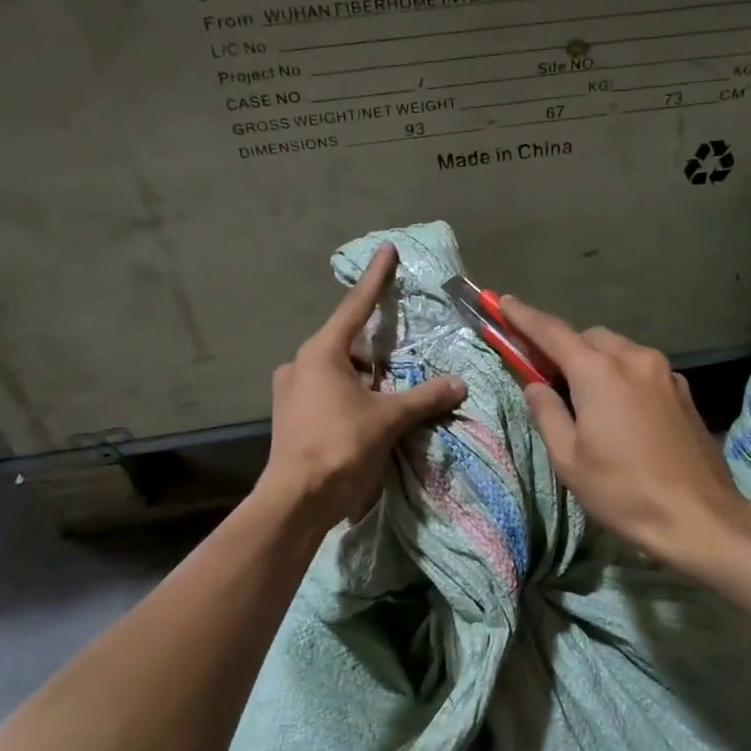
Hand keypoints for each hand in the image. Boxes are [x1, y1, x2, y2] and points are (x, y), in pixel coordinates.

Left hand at [258, 244, 467, 530]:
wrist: (296, 500)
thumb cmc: (339, 447)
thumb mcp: (388, 419)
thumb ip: (425, 397)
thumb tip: (459, 383)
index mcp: (321, 353)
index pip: (356, 307)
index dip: (376, 278)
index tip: (386, 250)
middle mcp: (300, 364)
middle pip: (348, 344)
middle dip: (376, 350)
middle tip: (402, 361)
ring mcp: (291, 391)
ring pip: (337, 371)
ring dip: (365, 378)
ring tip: (392, 395)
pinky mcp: (291, 416)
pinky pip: (327, 392)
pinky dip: (351, 395)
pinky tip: (370, 414)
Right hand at [500, 297, 750, 569]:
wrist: (699, 516)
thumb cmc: (623, 491)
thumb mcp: (569, 459)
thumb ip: (547, 413)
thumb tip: (535, 385)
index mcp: (599, 372)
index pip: (552, 332)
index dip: (524, 316)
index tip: (504, 303)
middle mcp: (634, 359)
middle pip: (589, 338)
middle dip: (565, 349)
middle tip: (548, 378)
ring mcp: (665, 372)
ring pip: (619, 350)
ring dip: (596, 362)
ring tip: (585, 400)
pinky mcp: (683, 390)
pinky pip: (642, 368)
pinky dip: (622, 375)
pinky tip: (621, 411)